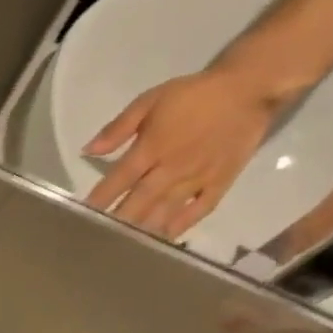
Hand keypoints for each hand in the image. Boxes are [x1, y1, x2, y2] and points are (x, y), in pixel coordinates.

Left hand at [81, 66, 288, 238]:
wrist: (249, 89)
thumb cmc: (193, 94)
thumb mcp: (149, 101)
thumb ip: (118, 128)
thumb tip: (88, 150)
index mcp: (152, 148)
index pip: (119, 179)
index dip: (100, 198)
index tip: (83, 213)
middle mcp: (172, 169)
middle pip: (139, 201)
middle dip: (118, 220)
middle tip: (100, 236)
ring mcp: (197, 178)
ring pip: (165, 210)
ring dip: (144, 227)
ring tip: (125, 243)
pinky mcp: (220, 182)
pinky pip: (199, 209)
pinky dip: (182, 224)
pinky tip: (166, 236)